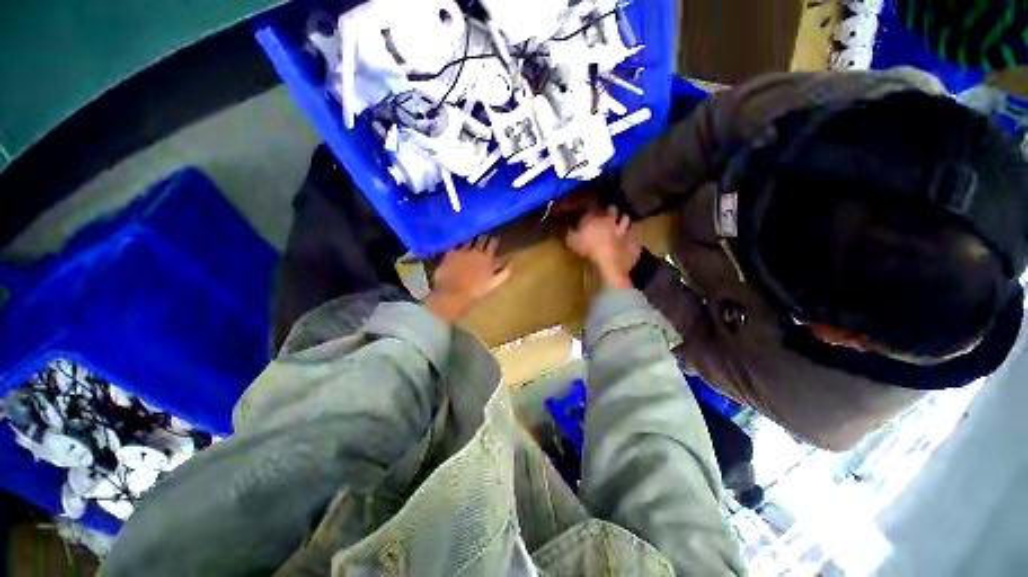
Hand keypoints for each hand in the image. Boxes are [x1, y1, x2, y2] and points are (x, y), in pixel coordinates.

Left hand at [425, 237, 509, 320]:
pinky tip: (456, 249)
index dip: (494, 241)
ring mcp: (462, 251)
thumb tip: (510, 266)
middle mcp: (475, 251)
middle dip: (483, 238)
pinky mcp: (450, 253)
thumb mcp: (493, 283)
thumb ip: (503, 274)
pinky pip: (455, 246)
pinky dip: (457, 246)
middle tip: (483, 237)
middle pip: (481, 239)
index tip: (494, 240)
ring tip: (470, 240)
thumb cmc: (475, 290)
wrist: (452, 292)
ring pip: (468, 240)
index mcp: (487, 258)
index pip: (493, 244)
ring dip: (470, 240)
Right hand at [566, 207, 640, 288]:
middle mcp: (608, 218)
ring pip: (625, 218)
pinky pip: (631, 232)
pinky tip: (628, 236)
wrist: (610, 257)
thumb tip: (566, 230)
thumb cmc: (588, 248)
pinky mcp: (631, 236)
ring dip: (623, 219)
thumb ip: (569, 234)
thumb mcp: (572, 242)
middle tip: (608, 214)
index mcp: (593, 218)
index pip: (590, 211)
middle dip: (610, 210)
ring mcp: (621, 227)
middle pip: (611, 209)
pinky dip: (630, 233)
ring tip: (621, 222)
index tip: (588, 217)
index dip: (589, 214)